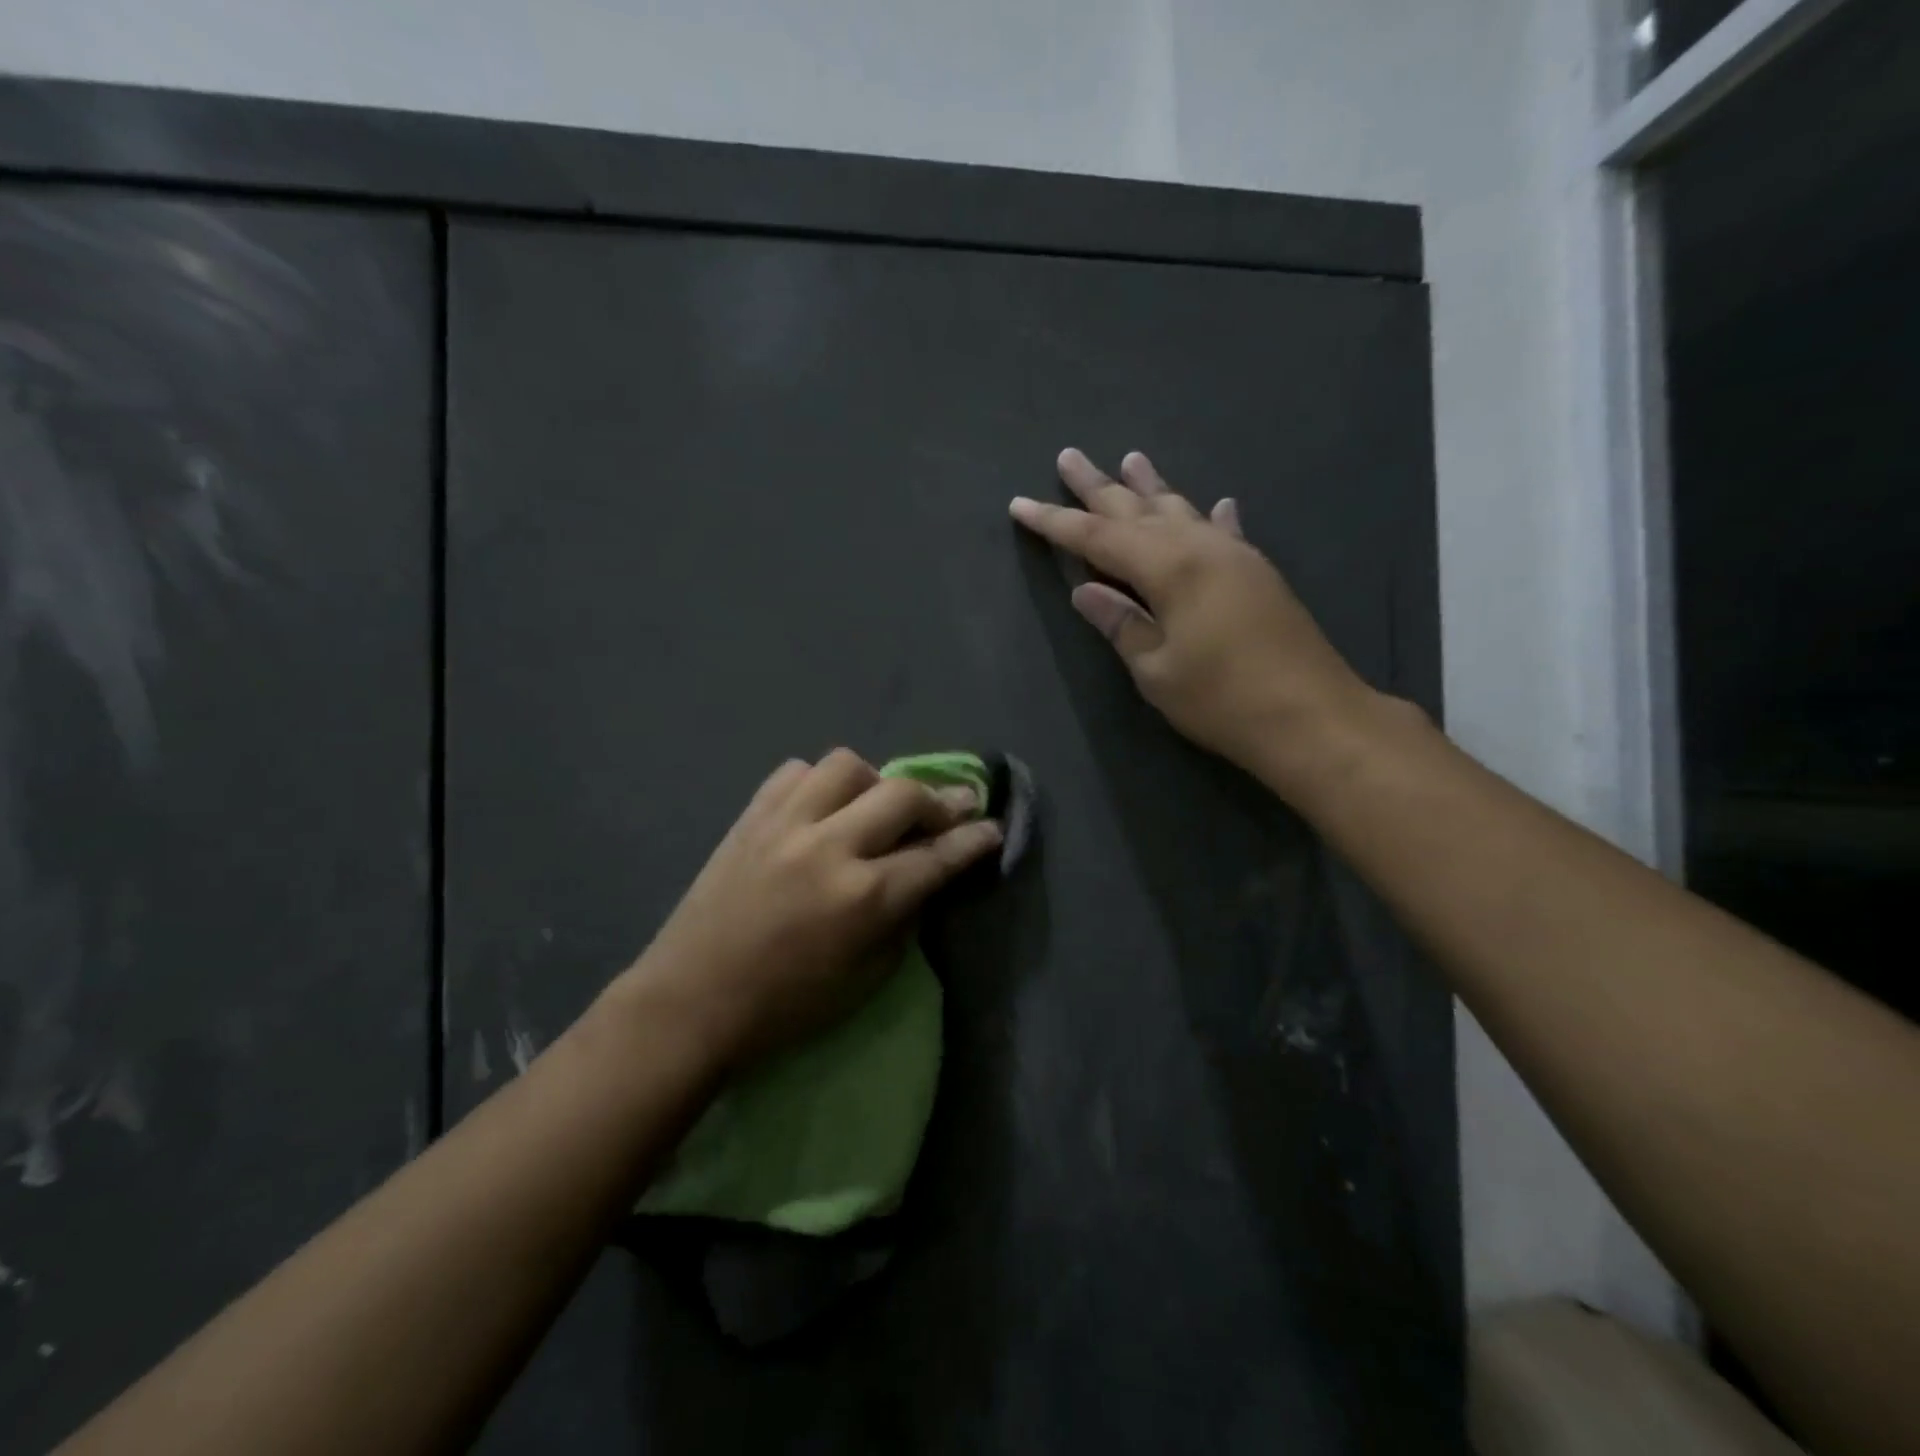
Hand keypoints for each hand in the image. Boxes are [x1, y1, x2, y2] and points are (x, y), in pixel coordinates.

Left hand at [617, 750, 1002, 1073]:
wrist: (690, 1001)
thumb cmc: (786, 1007)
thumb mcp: (866, 979)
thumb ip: (902, 918)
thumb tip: (922, 874)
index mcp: (864, 898)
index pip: (937, 855)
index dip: (974, 839)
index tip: (993, 825)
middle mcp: (830, 847)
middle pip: (903, 795)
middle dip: (938, 801)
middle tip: (948, 811)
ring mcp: (786, 824)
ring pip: (847, 765)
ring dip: (874, 783)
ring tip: (872, 807)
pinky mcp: (750, 816)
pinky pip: (796, 772)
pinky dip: (819, 784)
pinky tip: (820, 807)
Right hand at [1010, 448, 1378, 786]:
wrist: (1311, 716)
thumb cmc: (1221, 700)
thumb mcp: (1156, 670)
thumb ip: (1120, 624)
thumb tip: (1085, 591)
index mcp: (1168, 568)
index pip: (1097, 538)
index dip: (1056, 522)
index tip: (1020, 504)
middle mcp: (1200, 547)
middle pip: (1137, 510)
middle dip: (1098, 487)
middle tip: (1069, 457)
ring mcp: (1234, 555)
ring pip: (1181, 510)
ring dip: (1151, 487)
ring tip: (1130, 459)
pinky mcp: (1258, 573)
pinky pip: (1225, 531)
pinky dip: (1211, 516)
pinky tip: (1215, 503)